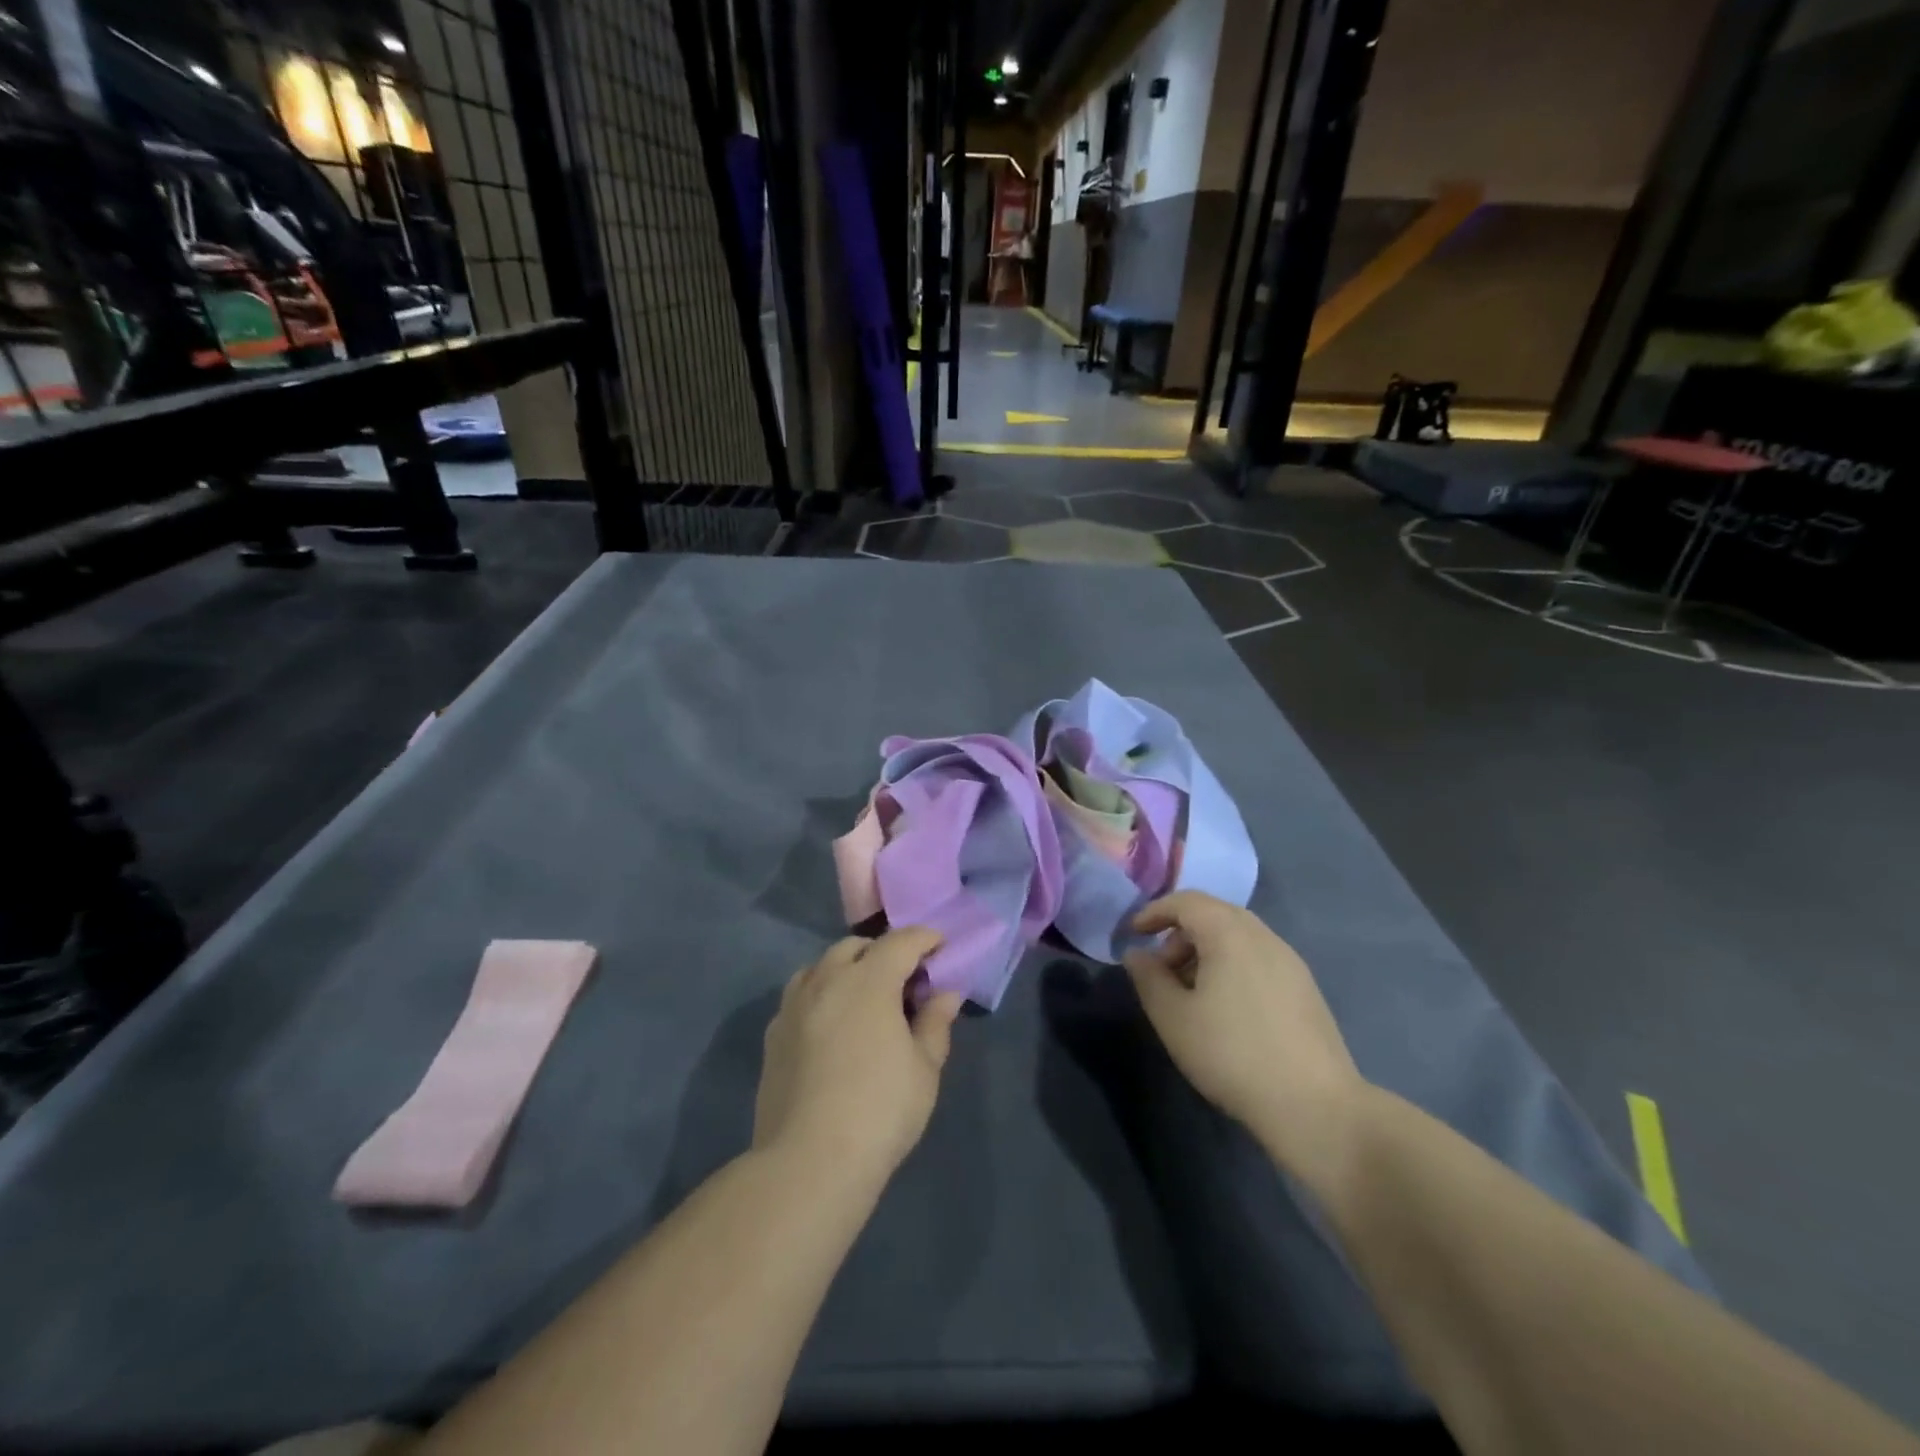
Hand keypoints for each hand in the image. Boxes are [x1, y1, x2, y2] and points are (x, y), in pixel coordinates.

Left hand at [753, 927, 964, 1181]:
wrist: (808, 1161)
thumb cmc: (880, 1111)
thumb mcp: (924, 1069)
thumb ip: (935, 1023)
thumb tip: (946, 993)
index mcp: (869, 980)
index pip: (901, 941)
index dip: (925, 939)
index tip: (940, 947)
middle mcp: (827, 979)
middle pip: (856, 946)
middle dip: (884, 952)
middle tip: (904, 981)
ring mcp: (794, 1005)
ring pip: (822, 966)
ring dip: (847, 969)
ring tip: (864, 999)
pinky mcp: (774, 1033)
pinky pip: (800, 994)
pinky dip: (822, 994)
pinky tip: (832, 1025)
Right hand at [1123, 892, 1364, 1182]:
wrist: (1315, 1106)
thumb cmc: (1232, 1054)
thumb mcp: (1174, 1018)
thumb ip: (1149, 978)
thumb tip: (1137, 954)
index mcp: (1230, 934)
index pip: (1186, 901)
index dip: (1154, 912)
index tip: (1133, 935)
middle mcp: (1263, 936)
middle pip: (1214, 914)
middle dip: (1180, 934)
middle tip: (1160, 970)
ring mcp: (1290, 961)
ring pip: (1238, 937)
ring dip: (1205, 951)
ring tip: (1190, 994)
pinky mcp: (1305, 988)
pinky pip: (1257, 958)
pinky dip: (1231, 966)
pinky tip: (1225, 1008)